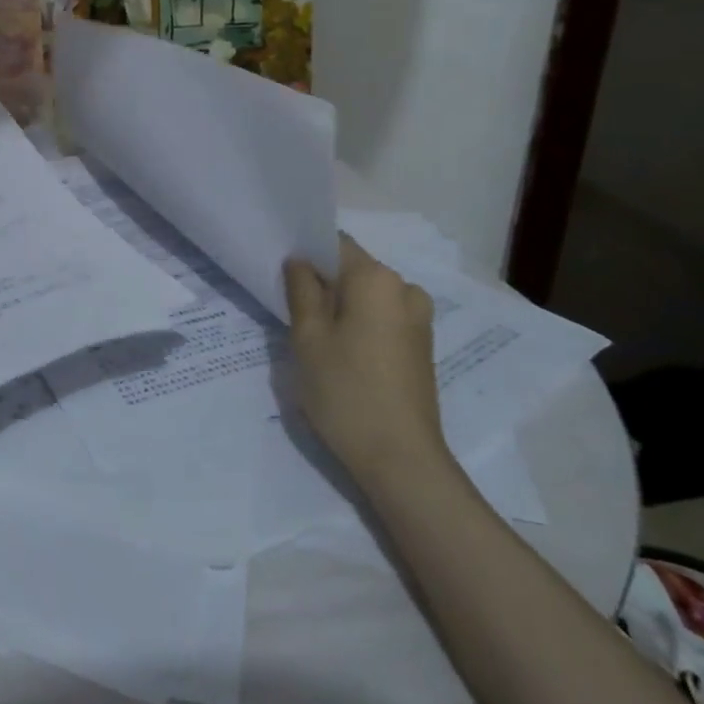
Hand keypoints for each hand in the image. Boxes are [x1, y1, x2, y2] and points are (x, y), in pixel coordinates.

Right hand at [284, 234, 448, 489]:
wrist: (401, 459)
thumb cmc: (345, 391)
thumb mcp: (308, 337)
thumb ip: (301, 290)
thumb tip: (299, 262)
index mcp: (376, 278)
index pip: (334, 244)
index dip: (305, 253)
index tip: (282, 275)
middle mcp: (404, 289)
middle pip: (352, 269)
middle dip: (322, 283)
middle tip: (291, 311)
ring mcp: (418, 319)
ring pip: (366, 296)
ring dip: (340, 307)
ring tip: (315, 338)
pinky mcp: (421, 346)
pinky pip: (382, 318)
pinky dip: (359, 325)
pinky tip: (341, 355)